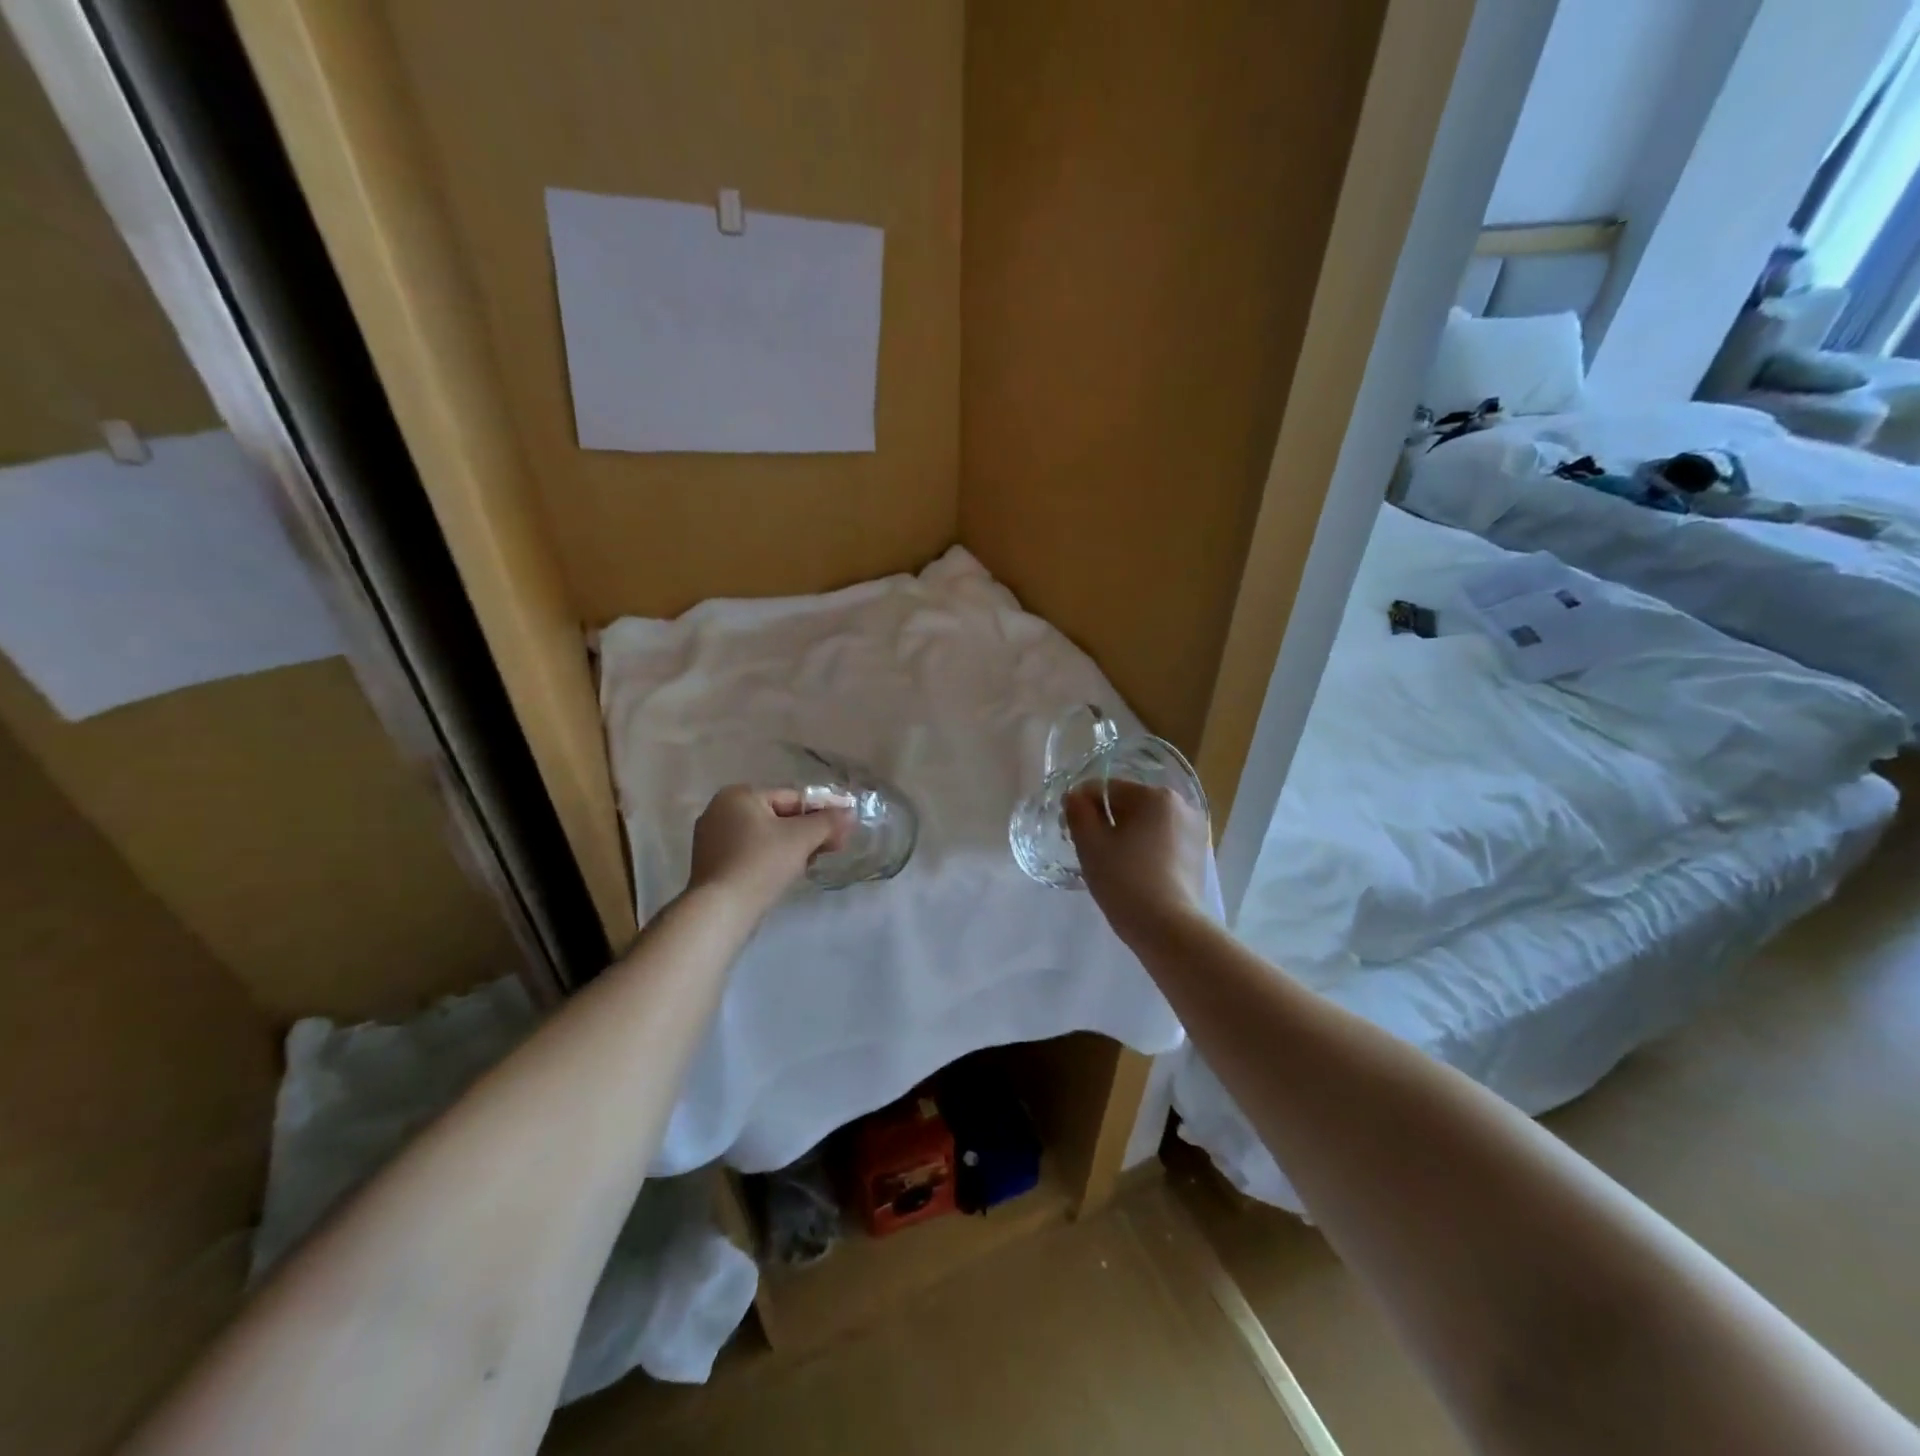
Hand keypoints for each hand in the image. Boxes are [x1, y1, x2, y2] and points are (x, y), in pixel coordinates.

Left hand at [688, 786, 849, 916]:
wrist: (721, 910)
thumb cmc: (761, 863)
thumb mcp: (802, 837)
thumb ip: (829, 821)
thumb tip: (850, 813)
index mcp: (738, 795)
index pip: (792, 798)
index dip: (822, 814)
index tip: (842, 833)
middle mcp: (719, 810)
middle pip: (778, 817)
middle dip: (807, 833)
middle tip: (831, 850)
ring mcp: (711, 839)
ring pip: (765, 837)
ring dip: (791, 848)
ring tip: (808, 865)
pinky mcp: (711, 865)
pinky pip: (750, 854)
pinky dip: (770, 860)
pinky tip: (784, 876)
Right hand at [1065, 780, 1208, 943]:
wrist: (1168, 928)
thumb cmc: (1124, 879)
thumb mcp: (1090, 843)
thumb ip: (1077, 811)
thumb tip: (1075, 796)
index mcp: (1155, 795)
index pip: (1107, 788)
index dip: (1083, 806)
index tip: (1071, 831)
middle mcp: (1181, 805)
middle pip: (1129, 804)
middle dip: (1106, 821)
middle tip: (1091, 851)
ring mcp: (1194, 830)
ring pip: (1146, 824)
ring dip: (1126, 836)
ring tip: (1113, 865)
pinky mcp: (1198, 855)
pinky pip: (1162, 842)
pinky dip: (1145, 850)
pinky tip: (1135, 873)